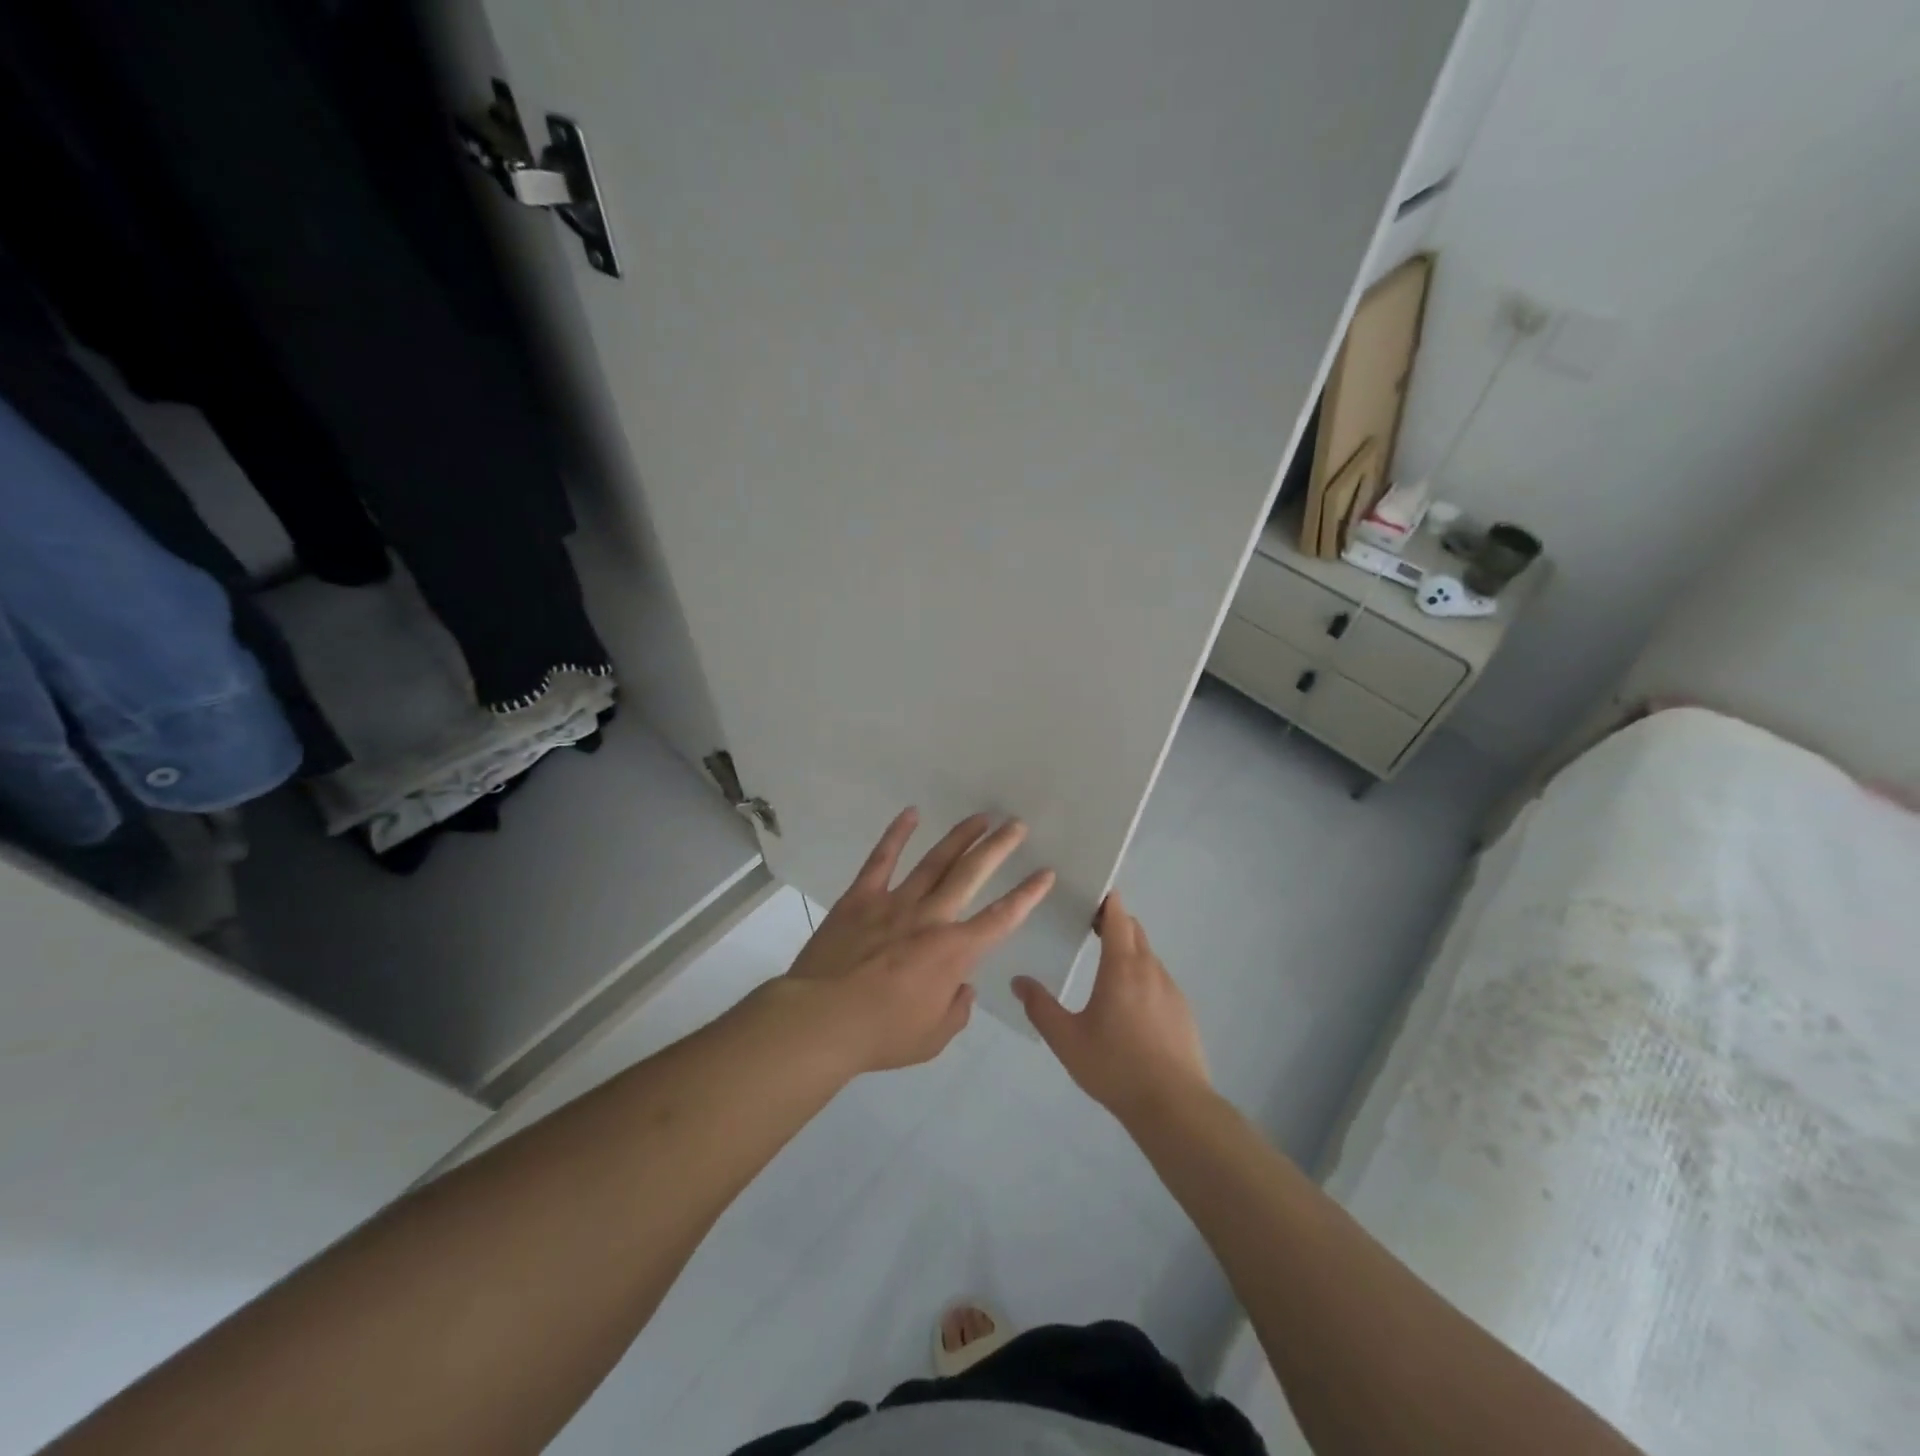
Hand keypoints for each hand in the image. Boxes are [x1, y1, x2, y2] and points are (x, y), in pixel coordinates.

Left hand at [784, 809, 1055, 1073]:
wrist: (821, 1019)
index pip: (1002, 917)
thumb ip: (956, 1011)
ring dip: (960, 837)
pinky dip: (896, 834)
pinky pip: (882, 859)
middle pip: (971, 873)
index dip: (1028, 894)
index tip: (1045, 872)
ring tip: (981, 817)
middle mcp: (931, 917)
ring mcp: (895, 903)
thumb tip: (963, 987)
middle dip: (998, 848)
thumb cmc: (881, 1034)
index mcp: (954, 951)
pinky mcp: (861, 898)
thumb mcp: (932, 1038)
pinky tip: (911, 813)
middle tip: (1017, 825)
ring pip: (935, 861)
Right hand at [1014, 893, 1210, 1121]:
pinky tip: (1128, 1007)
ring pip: (1147, 956)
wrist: (1174, 1106)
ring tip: (1104, 969)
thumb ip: (1040, 1007)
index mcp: (1121, 966)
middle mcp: (1149, 969)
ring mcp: (1171, 989)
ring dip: (1127, 951)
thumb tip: (1018, 981)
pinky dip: (1141, 977)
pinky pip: (1158, 981)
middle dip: (1113, 922)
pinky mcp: (1183, 1011)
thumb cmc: (1115, 1066)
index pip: (1117, 915)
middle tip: (1087, 927)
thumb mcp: (1066, 1039)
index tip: (1087, 895)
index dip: (1105, 900)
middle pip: (1134, 930)